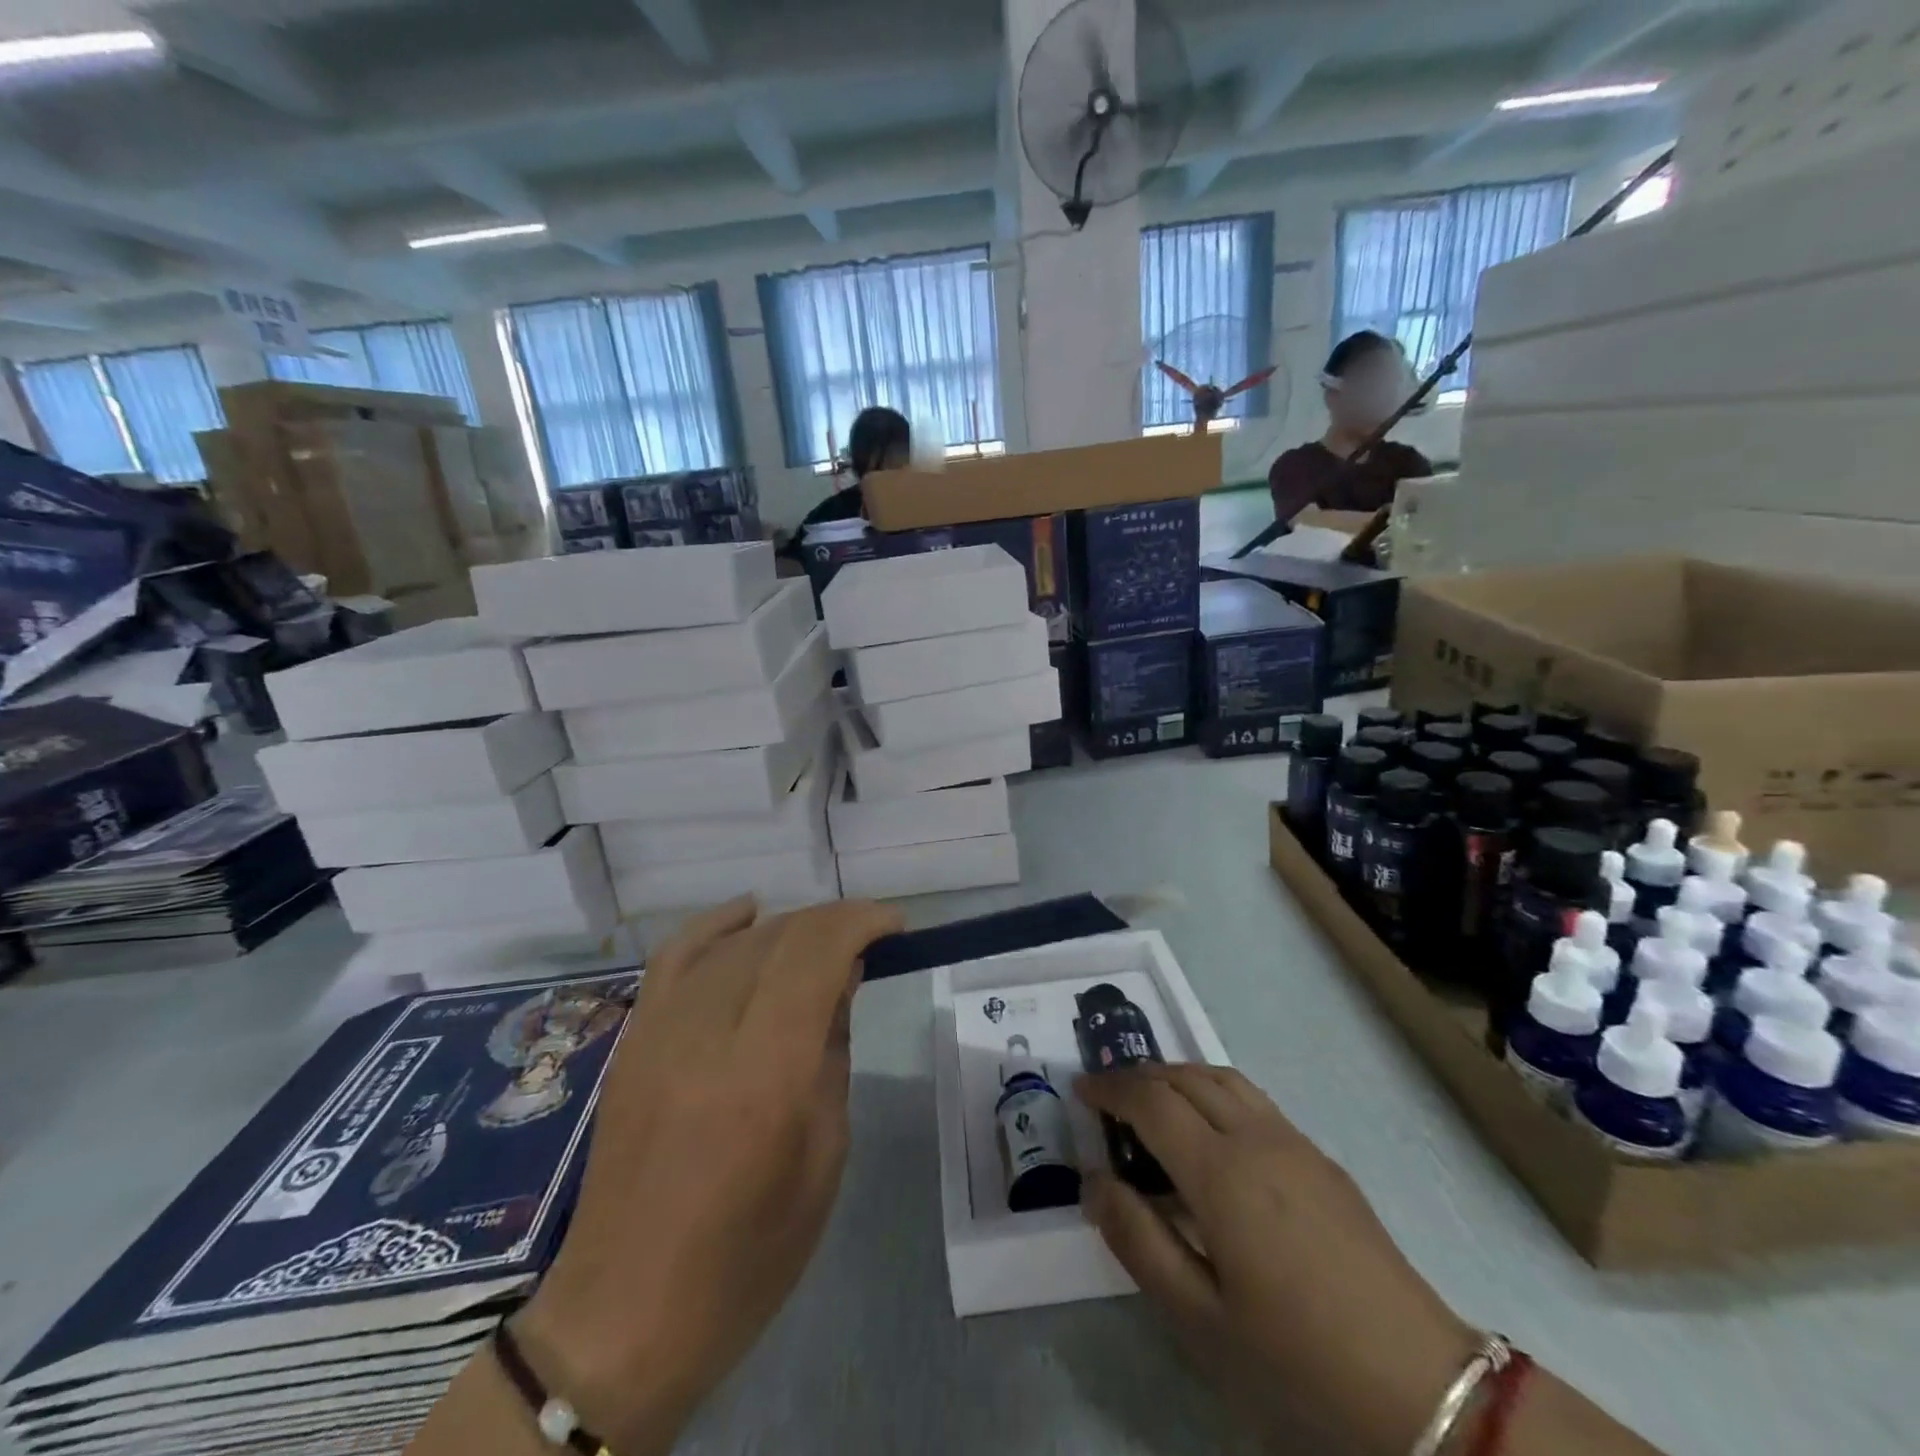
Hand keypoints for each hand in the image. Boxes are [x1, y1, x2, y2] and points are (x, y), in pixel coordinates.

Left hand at [513, 897, 902, 1452]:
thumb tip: (842, 978)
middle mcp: (708, 1035)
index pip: (815, 954)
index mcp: (765, 1074)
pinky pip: (676, 955)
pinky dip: (718, 923)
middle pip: (778, 938)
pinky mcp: (634, 1039)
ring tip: (823, 942)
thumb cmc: (749, 1254)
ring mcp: (660, 1031)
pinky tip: (751, 912)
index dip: (860, 922)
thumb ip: (832, 1052)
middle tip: (868, 939)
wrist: (625, 1312)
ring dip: (789, 928)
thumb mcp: (824, 1155)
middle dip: (833, 923)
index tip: (894, 926)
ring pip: (734, 941)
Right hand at [1076, 1064, 1476, 1455]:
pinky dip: (1213, 1089)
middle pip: (1184, 1076)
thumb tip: (1094, 1182)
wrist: (1417, 1379)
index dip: (1110, 1087)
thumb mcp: (1200, 1316)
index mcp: (1220, 1171)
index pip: (1150, 1100)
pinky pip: (1252, 1097)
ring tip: (1152, 1101)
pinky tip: (1211, 1129)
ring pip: (1222, 1077)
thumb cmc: (1294, 1353)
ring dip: (1177, 1075)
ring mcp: (1293, 1140)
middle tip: (1108, 1097)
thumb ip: (1138, 1241)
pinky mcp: (1319, 1156)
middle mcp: (1254, 1136)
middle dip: (1138, 1075)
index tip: (1081, 1090)